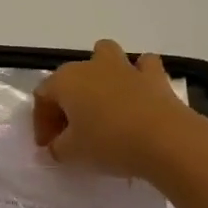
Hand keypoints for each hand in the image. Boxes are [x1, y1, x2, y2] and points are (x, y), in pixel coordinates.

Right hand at [33, 39, 193, 177]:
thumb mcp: (72, 153)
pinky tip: (139, 93)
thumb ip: (57, 148)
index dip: (41, 123)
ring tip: (103, 99)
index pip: (42, 97)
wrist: (166, 140)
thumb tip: (57, 146)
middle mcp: (91, 66)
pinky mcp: (154, 75)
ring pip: (105, 54)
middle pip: (70, 77)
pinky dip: (140, 75)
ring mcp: (124, 67)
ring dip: (101, 71)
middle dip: (66, 101)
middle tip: (71, 130)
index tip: (48, 147)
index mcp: (65, 81)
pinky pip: (143, 66)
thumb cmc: (109, 143)